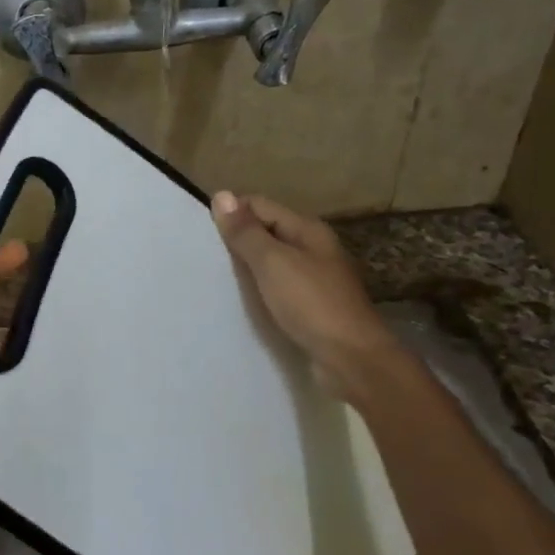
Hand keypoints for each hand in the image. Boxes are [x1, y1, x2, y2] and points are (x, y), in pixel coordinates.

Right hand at [210, 191, 404, 401]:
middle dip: (237, 240)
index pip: (259, 205)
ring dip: (247, 267)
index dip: (231, 214)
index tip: (203, 234)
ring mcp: (314, 278)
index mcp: (307, 230)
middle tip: (204, 257)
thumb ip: (246, 232)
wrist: (351, 359)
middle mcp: (313, 248)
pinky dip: (259, 289)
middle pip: (266, 232)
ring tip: (217, 278)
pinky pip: (277, 287)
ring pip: (271, 262)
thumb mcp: (272, 262)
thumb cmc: (311, 304)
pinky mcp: (311, 306)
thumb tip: (221, 195)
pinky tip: (242, 301)